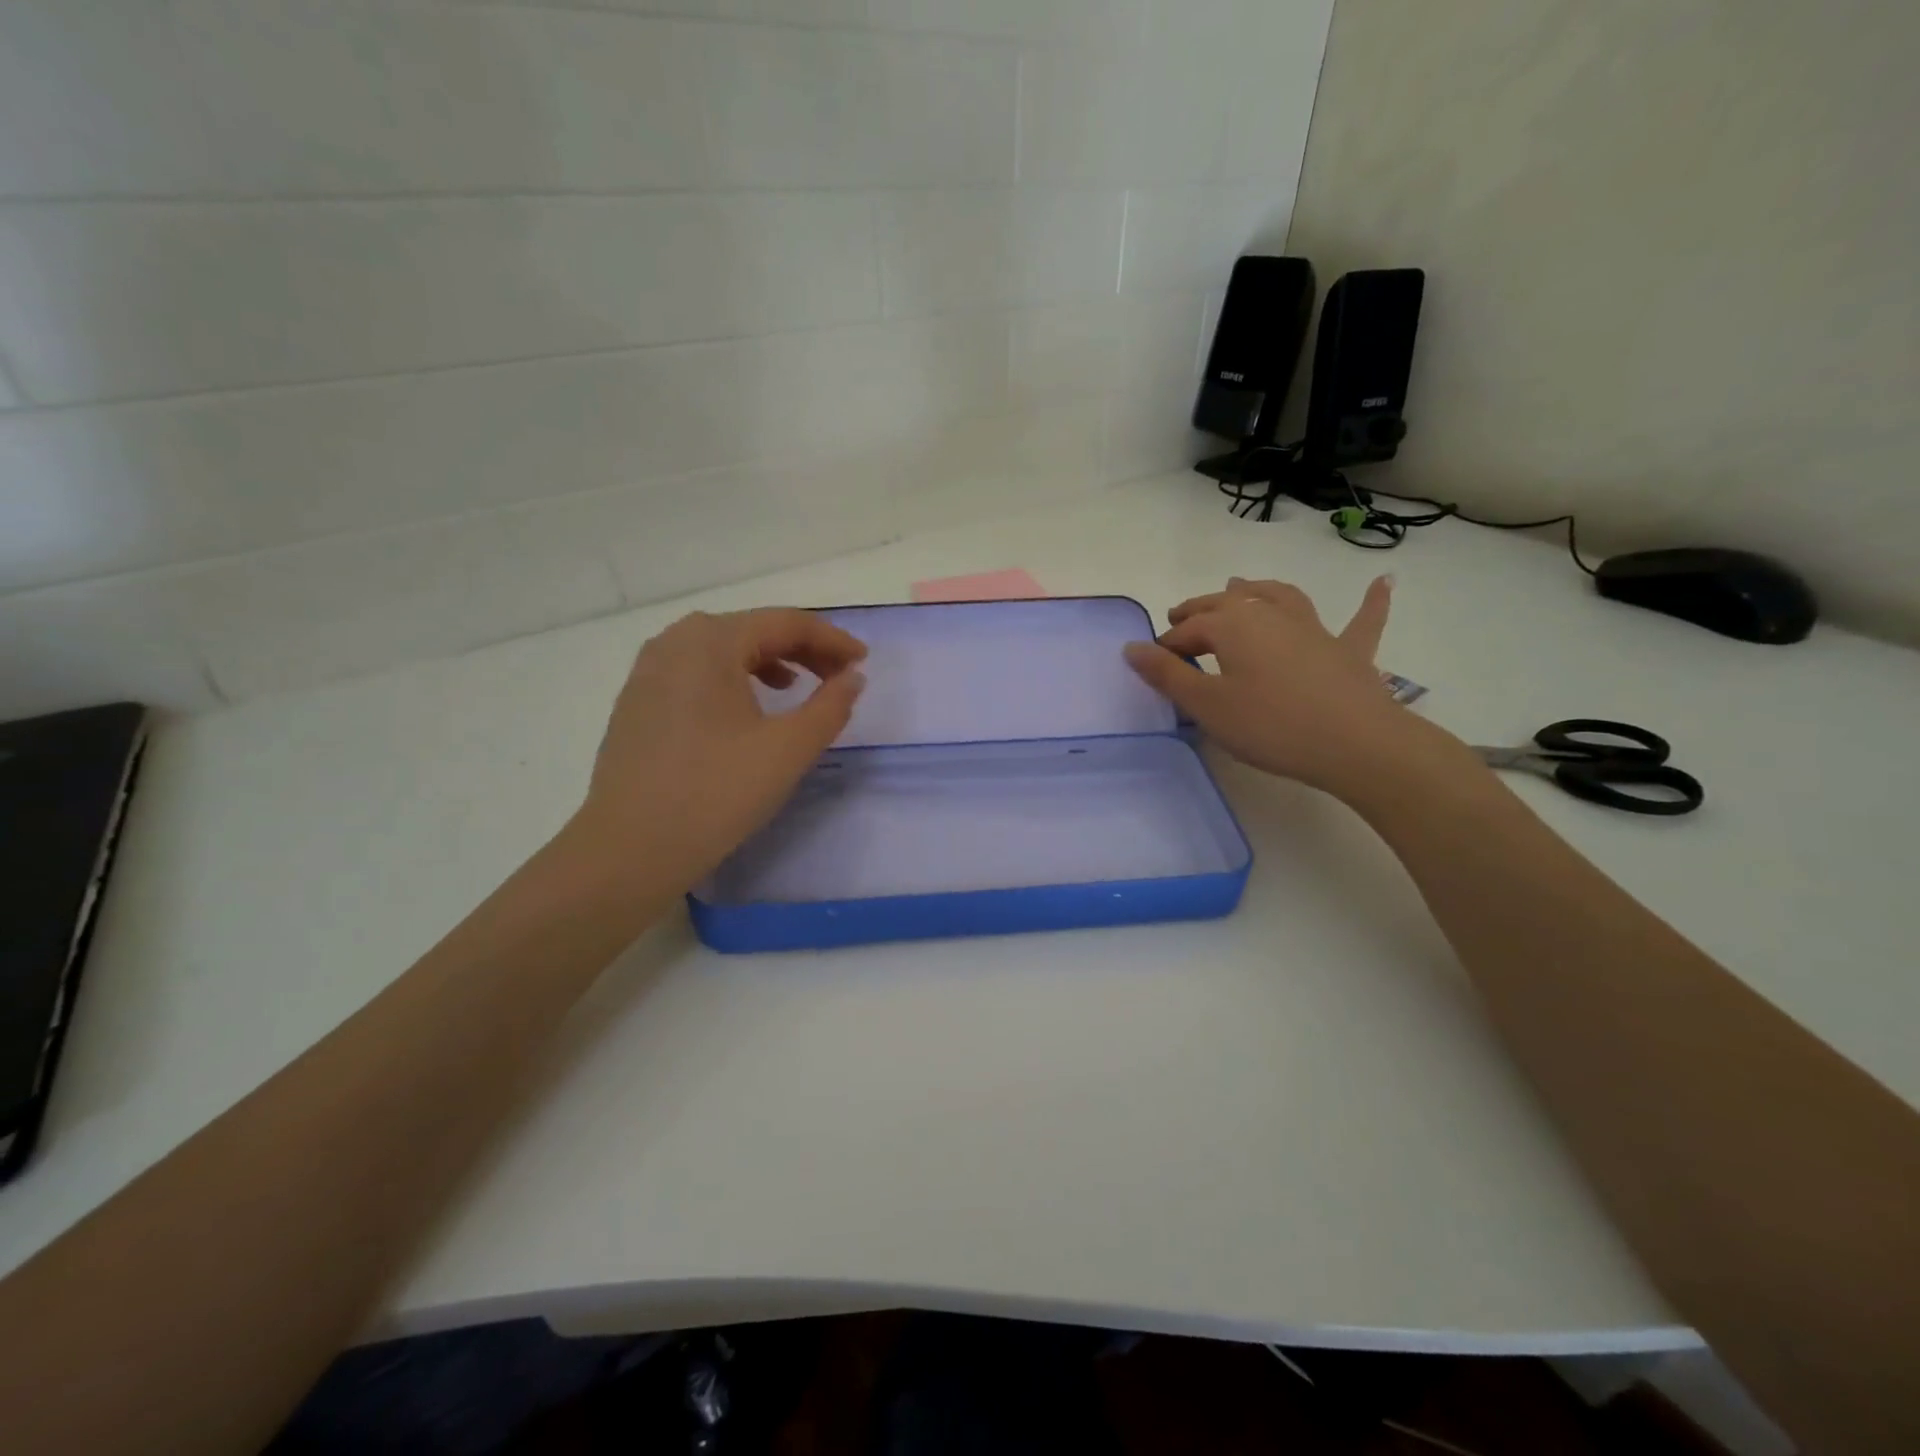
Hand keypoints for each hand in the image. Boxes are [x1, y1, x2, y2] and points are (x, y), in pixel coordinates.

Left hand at [569, 608, 867, 887]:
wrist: (630, 849)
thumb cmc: (716, 792)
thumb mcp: (789, 749)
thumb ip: (831, 706)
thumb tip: (852, 678)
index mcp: (712, 641)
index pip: (786, 623)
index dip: (832, 640)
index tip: (863, 662)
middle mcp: (675, 641)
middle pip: (752, 629)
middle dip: (802, 649)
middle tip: (838, 676)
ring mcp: (648, 670)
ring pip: (722, 649)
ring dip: (768, 661)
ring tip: (795, 688)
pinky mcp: (637, 701)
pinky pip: (696, 671)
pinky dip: (733, 678)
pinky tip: (744, 709)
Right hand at [1123, 575, 1431, 795]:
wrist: (1355, 744)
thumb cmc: (1270, 725)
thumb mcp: (1207, 705)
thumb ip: (1168, 675)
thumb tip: (1132, 647)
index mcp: (1233, 627)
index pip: (1188, 631)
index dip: (1167, 646)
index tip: (1153, 665)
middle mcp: (1270, 615)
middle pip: (1227, 605)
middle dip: (1199, 610)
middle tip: (1179, 616)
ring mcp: (1314, 629)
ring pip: (1280, 598)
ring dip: (1256, 590)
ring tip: (1239, 586)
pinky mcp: (1349, 651)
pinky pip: (1361, 620)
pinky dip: (1371, 601)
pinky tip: (1386, 580)